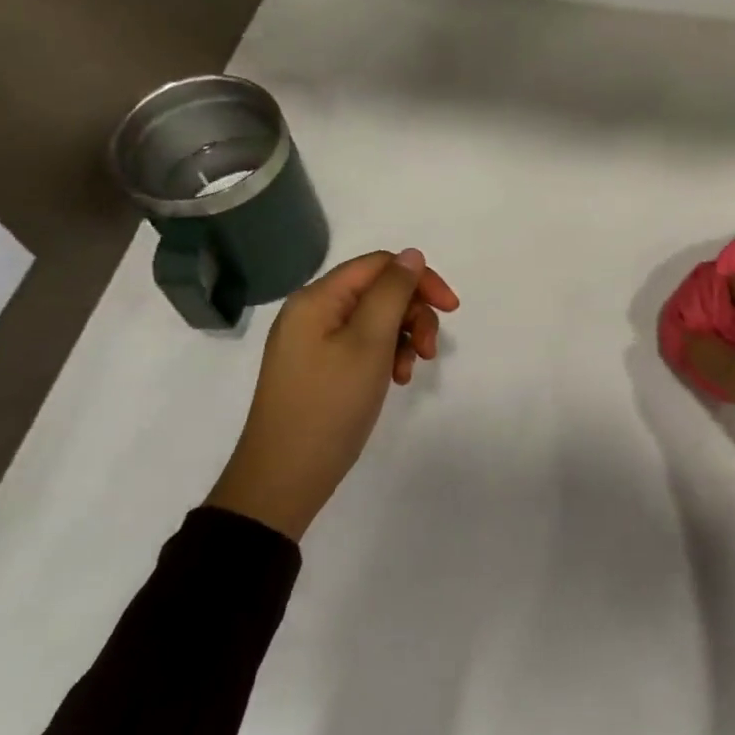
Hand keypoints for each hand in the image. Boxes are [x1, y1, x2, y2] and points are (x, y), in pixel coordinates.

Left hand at [207, 248, 459, 539]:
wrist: (284, 478)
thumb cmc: (330, 405)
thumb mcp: (369, 343)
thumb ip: (393, 292)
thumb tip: (412, 255)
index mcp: (318, 298)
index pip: (379, 265)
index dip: (420, 279)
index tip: (451, 310)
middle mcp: (312, 312)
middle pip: (378, 291)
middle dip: (413, 314)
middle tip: (431, 351)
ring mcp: (313, 342)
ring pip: (375, 320)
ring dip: (403, 338)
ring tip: (410, 372)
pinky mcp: (319, 368)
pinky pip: (362, 345)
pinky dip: (386, 357)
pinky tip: (395, 380)